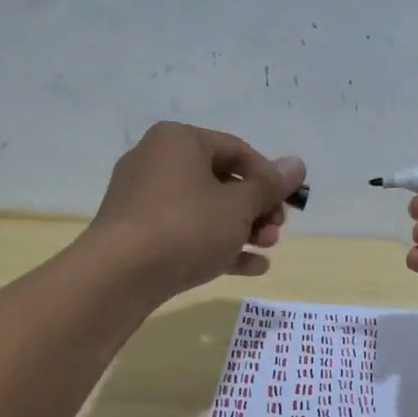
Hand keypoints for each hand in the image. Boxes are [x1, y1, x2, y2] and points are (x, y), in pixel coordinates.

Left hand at [88, 122, 305, 301]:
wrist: (120, 275)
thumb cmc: (187, 226)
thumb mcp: (239, 206)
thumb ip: (270, 186)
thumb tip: (297, 164)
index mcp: (179, 141)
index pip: (237, 150)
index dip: (269, 176)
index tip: (288, 204)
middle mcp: (157, 162)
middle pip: (221, 180)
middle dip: (257, 208)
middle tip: (277, 232)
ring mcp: (144, 200)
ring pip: (205, 210)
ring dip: (242, 229)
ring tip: (267, 249)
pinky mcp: (139, 235)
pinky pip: (187, 233)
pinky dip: (217, 246)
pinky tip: (251, 267)